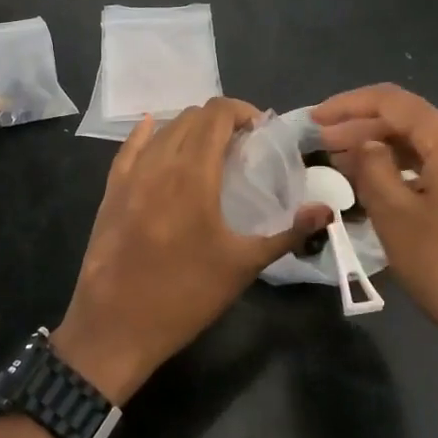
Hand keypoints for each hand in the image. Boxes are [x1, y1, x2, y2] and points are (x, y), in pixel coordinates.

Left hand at [53, 98, 329, 404]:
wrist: (116, 327)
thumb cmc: (185, 296)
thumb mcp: (243, 266)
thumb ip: (287, 233)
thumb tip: (326, 211)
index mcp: (194, 174)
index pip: (217, 114)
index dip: (241, 111)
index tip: (260, 130)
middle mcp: (160, 163)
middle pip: (191, 117)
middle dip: (220, 120)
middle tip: (241, 144)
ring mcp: (130, 175)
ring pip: (162, 129)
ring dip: (190, 128)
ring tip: (209, 150)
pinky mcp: (111, 191)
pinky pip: (130, 147)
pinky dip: (149, 134)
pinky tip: (154, 131)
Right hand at [313, 84, 437, 398]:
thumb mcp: (395, 215)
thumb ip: (372, 168)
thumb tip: (364, 144)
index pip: (393, 102)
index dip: (349, 105)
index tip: (315, 119)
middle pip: (409, 121)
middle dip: (362, 127)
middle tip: (321, 143)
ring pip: (422, 145)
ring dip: (381, 149)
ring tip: (341, 162)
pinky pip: (436, 167)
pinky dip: (403, 170)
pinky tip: (377, 185)